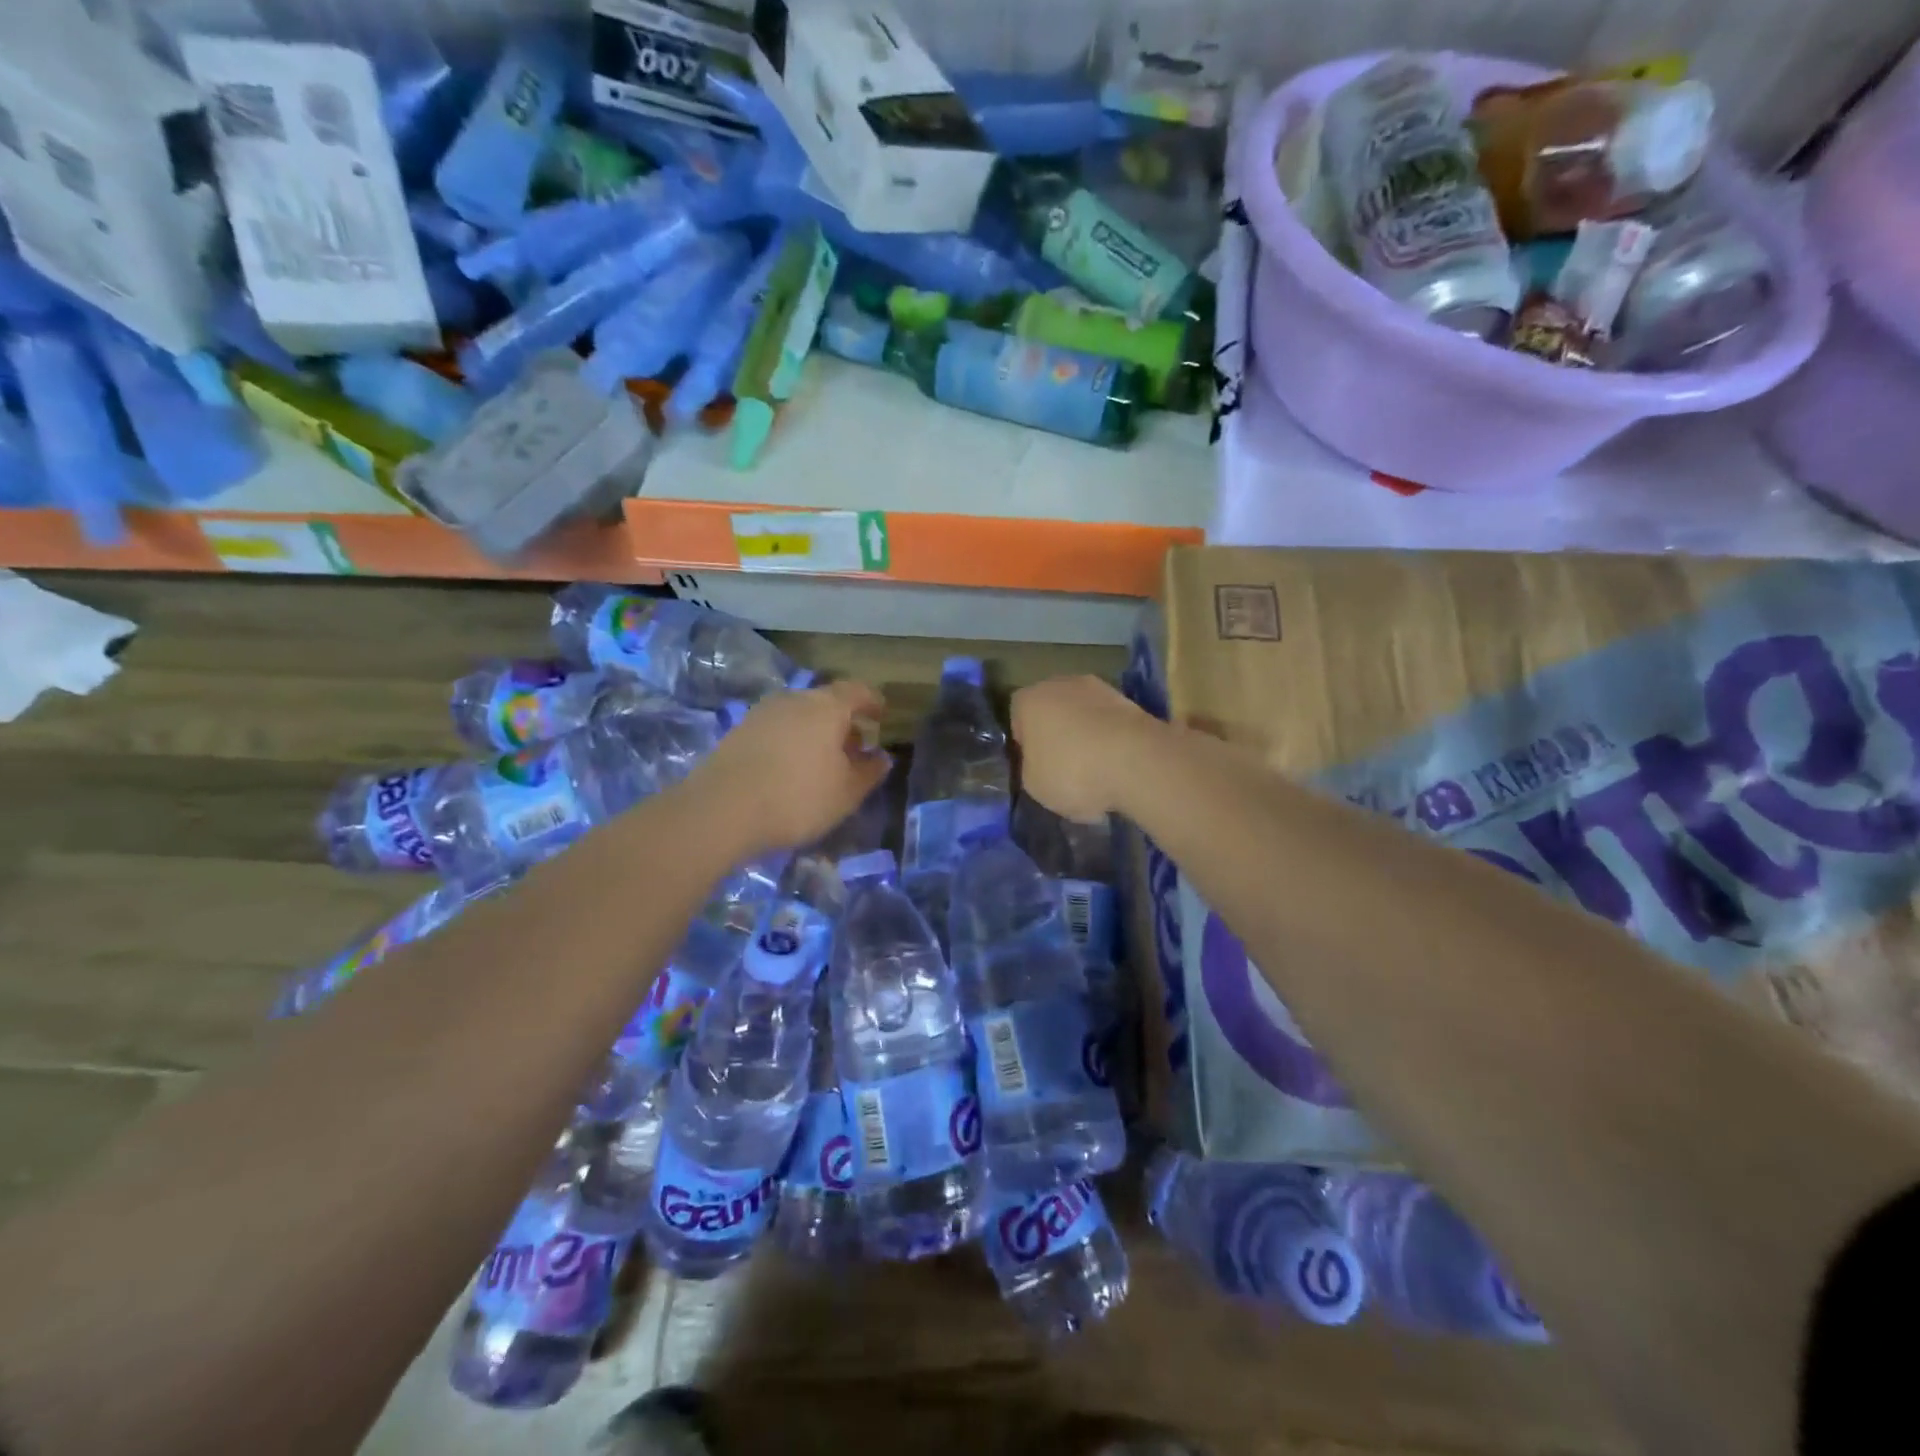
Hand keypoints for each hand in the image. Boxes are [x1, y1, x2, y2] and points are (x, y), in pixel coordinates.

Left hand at [689, 681, 890, 855]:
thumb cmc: (797, 798)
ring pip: (799, 715)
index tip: (881, 717)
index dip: (873, 702)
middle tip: (854, 748)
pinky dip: (790, 742)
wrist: (721, 810)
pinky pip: (776, 729)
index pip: (857, 691)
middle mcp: (794, 699)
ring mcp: (762, 713)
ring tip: (822, 763)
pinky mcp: (738, 731)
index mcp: (827, 707)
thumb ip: (869, 772)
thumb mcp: (846, 793)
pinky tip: (790, 769)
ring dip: (815, 733)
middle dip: (843, 722)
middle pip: (826, 702)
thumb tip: (881, 758)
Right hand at [1011, 676, 1159, 822]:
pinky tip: (1117, 766)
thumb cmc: (1072, 772)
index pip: (1016, 718)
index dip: (1024, 744)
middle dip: (1057, 735)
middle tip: (1063, 768)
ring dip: (1086, 735)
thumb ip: (1031, 768)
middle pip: (1052, 711)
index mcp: (1028, 700)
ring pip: (1084, 714)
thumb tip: (1041, 764)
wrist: (1137, 762)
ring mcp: (1100, 688)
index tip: (1035, 767)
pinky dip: (1111, 740)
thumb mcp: (1034, 785)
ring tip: (1095, 771)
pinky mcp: (1131, 701)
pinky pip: (1110, 723)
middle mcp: (1061, 684)